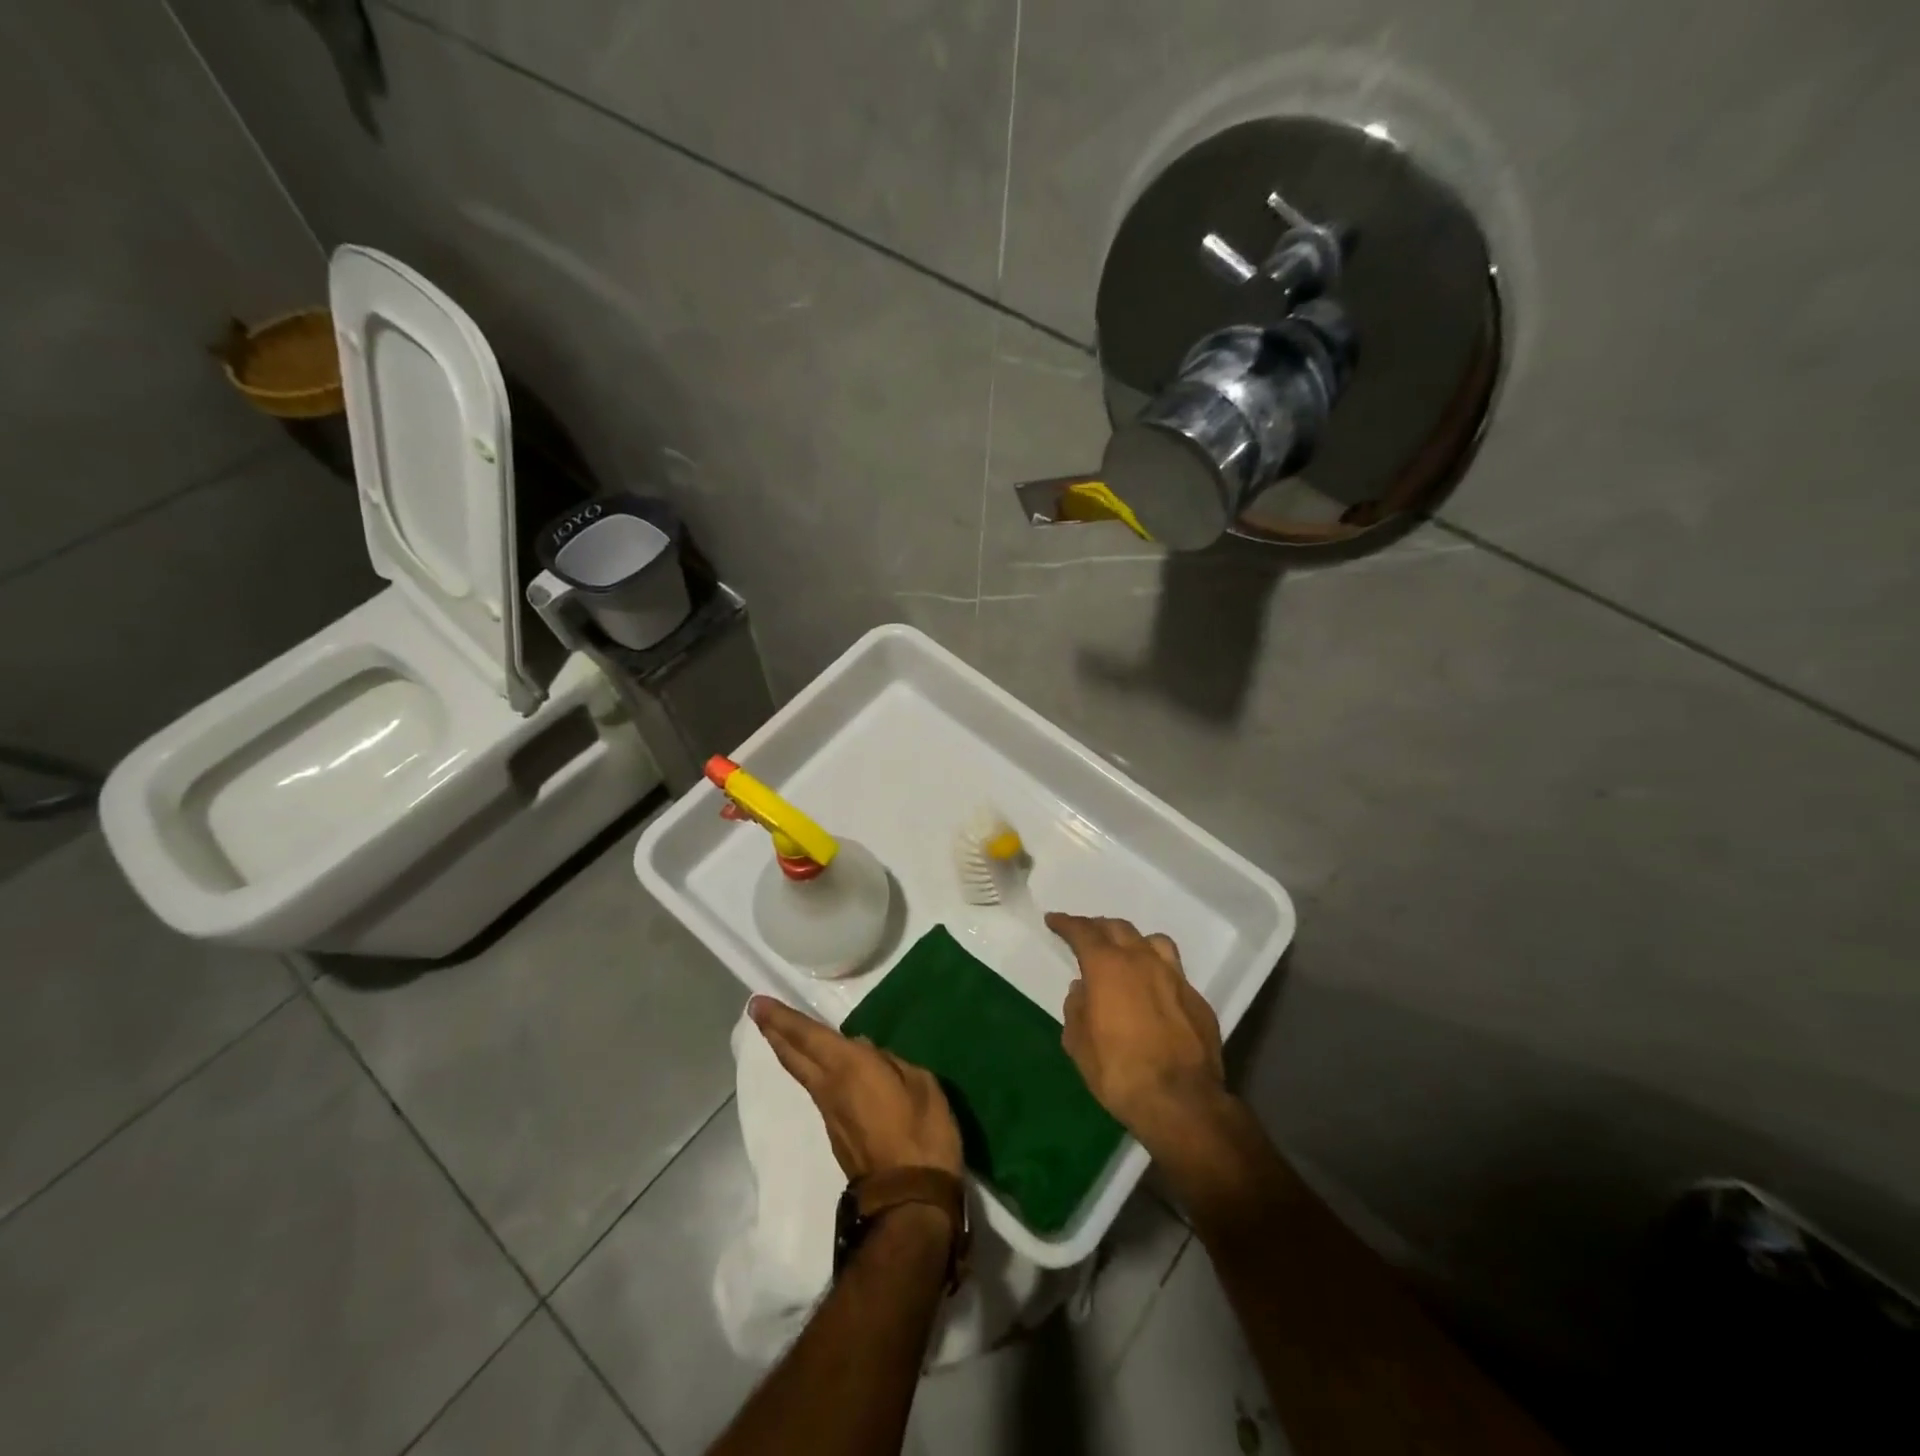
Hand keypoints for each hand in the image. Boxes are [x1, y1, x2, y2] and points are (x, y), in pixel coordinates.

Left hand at [748, 995, 963, 1179]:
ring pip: (802, 1073)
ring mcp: (829, 1114)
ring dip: (789, 1050)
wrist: (909, 1203)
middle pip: (794, 1054)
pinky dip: (810, 1070)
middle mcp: (829, 1087)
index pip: (807, 1035)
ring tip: (783, 1032)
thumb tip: (865, 1052)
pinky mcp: (837, 1134)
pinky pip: (818, 1090)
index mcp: (849, 1067)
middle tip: (757, 1011)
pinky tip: (821, 1066)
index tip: (758, 1003)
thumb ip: (891, 1062)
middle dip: (774, 1031)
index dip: (782, 1018)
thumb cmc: (922, 1135)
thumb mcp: (921, 1084)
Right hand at [1047, 913, 1228, 1150]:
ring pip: (1152, 941)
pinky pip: (1173, 971)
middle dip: (1097, 927)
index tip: (1054, 920)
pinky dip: (1156, 971)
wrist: (1182, 1102)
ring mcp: (1174, 977)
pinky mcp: (1197, 998)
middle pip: (1118, 928)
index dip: (1066, 923)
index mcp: (1108, 966)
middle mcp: (1143, 961)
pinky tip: (1152, 990)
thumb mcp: (1079, 1044)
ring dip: (1133, 941)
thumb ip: (1077, 1009)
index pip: (1083, 931)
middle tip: (1085, 935)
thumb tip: (1082, 990)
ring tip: (1124, 953)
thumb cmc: (1119, 1072)